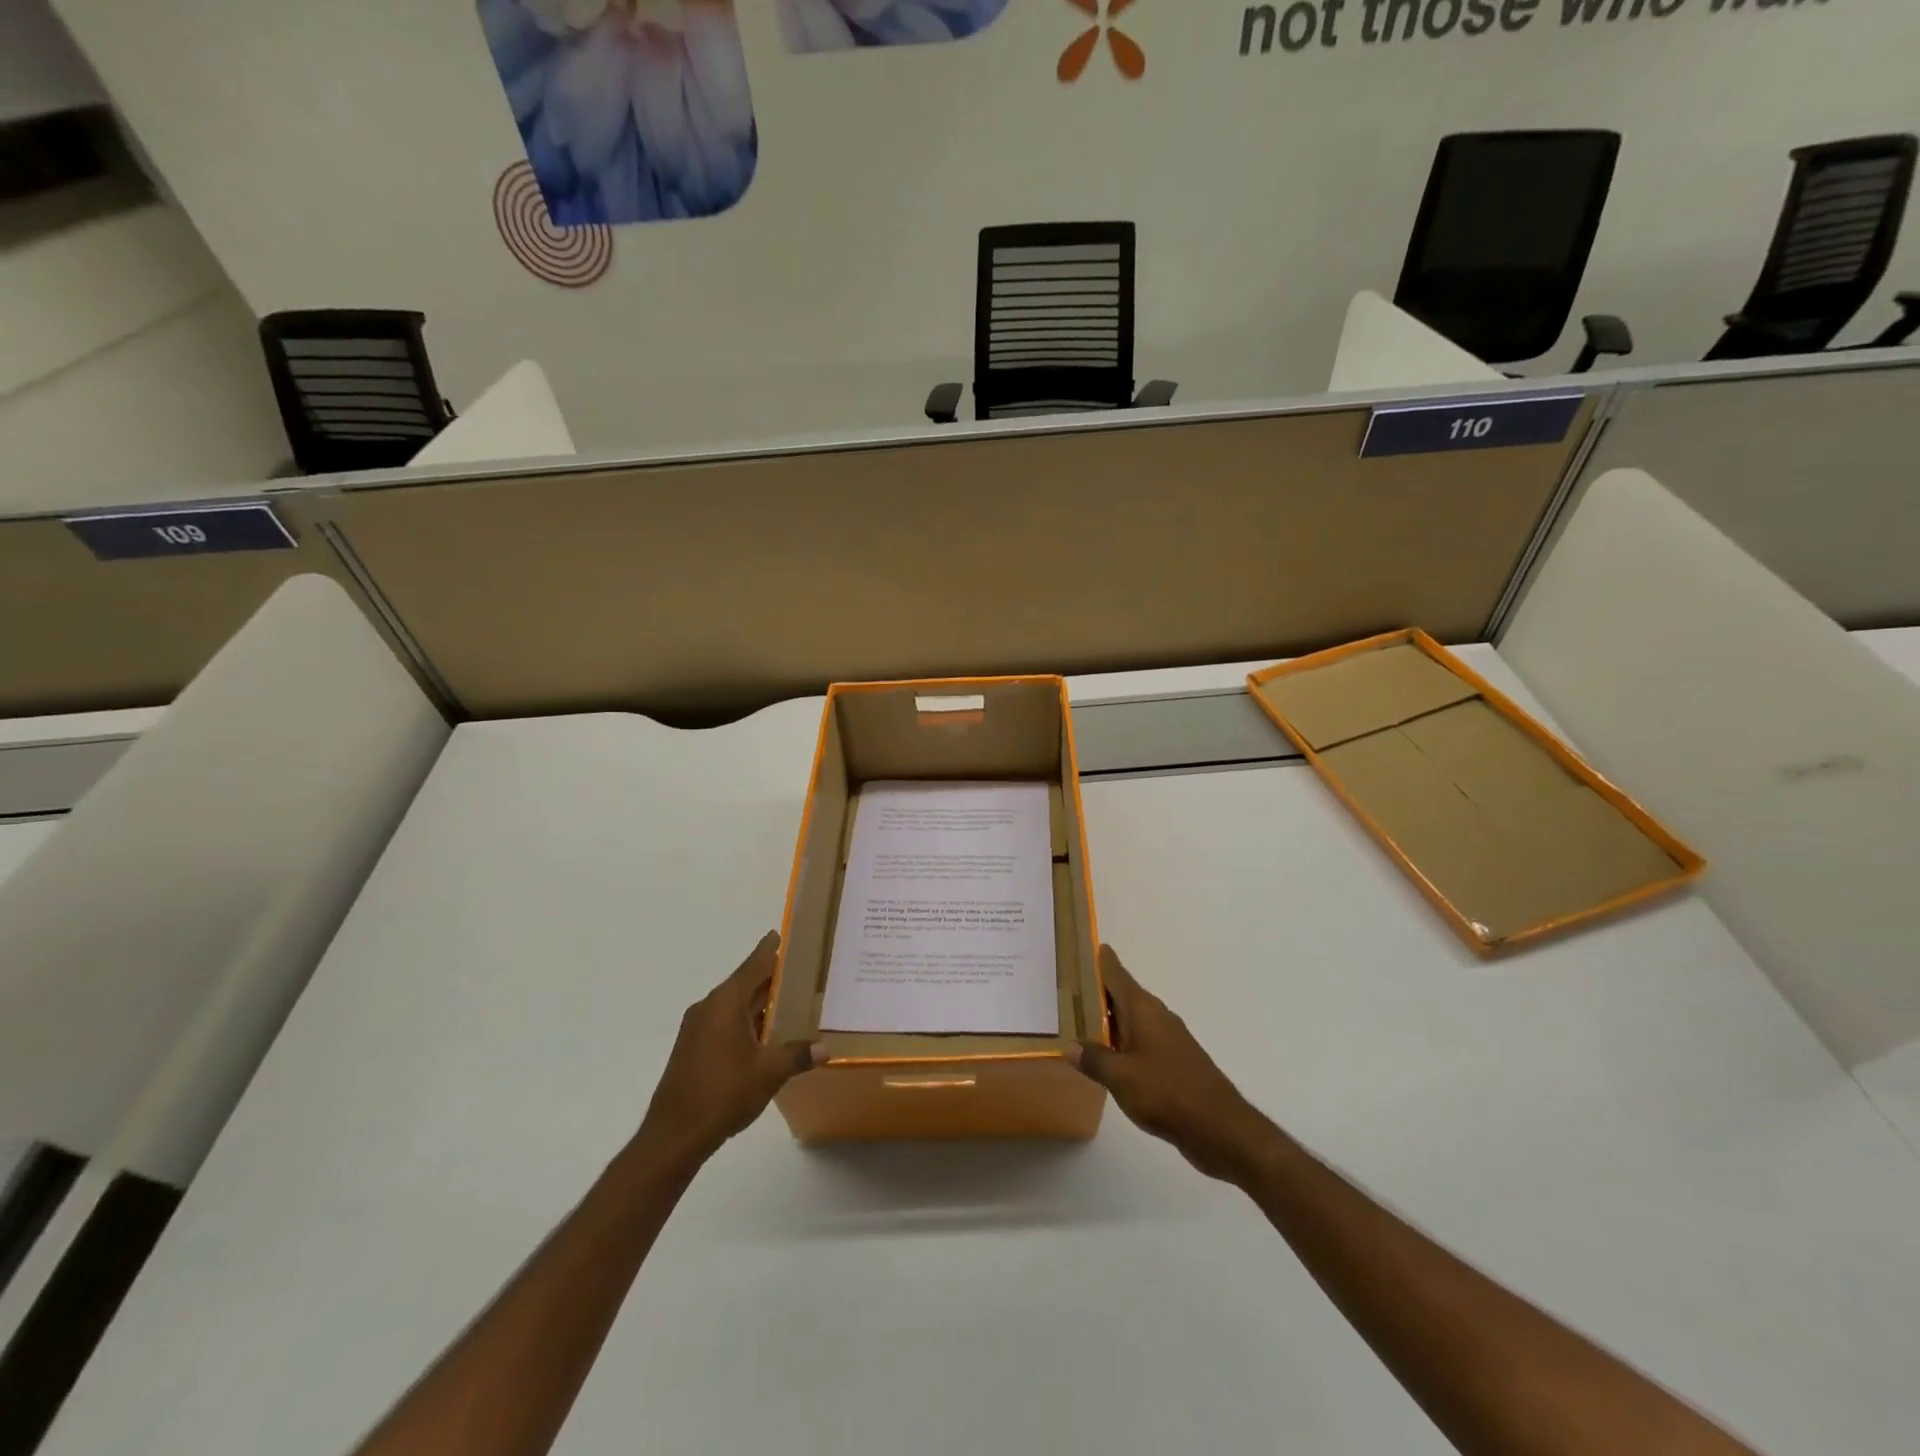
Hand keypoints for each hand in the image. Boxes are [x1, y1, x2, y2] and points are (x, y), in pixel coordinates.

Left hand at [638, 932, 819, 1166]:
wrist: (673, 1135)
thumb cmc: (723, 1093)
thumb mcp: (769, 1072)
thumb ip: (798, 1055)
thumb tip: (826, 1049)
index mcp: (726, 1002)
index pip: (754, 965)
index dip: (769, 949)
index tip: (782, 933)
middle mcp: (709, 1007)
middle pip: (744, 983)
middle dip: (770, 978)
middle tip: (800, 971)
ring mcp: (697, 1028)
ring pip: (734, 1005)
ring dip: (759, 1003)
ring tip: (790, 1001)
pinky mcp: (693, 1048)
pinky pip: (725, 1022)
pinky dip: (746, 1021)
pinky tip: (766, 1034)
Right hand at [1068, 946, 1274, 1183]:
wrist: (1220, 1128)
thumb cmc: (1166, 1092)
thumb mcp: (1120, 1077)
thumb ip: (1093, 1058)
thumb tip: (1069, 1045)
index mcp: (1143, 1009)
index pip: (1117, 974)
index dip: (1102, 960)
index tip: (1088, 945)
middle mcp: (1156, 1016)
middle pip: (1123, 995)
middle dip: (1099, 991)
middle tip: (1069, 986)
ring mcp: (1168, 1039)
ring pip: (1132, 1020)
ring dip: (1110, 1019)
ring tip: (1080, 1021)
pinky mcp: (1175, 1061)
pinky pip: (1141, 1041)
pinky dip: (1123, 1042)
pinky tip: (1109, 1057)